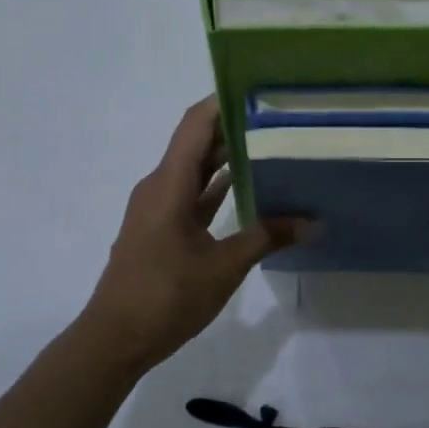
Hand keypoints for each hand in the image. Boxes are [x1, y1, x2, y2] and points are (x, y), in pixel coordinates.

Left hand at [79, 98, 310, 370]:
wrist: (114, 340)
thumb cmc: (165, 296)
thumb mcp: (224, 266)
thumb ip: (267, 237)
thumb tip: (314, 222)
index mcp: (169, 185)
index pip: (196, 125)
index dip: (222, 101)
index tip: (258, 87)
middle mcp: (160, 187)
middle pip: (197, 142)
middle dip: (233, 126)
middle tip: (277, 115)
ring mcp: (158, 208)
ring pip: (195, 170)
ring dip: (226, 157)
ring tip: (270, 143)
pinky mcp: (160, 229)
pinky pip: (191, 195)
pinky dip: (216, 187)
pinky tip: (248, 187)